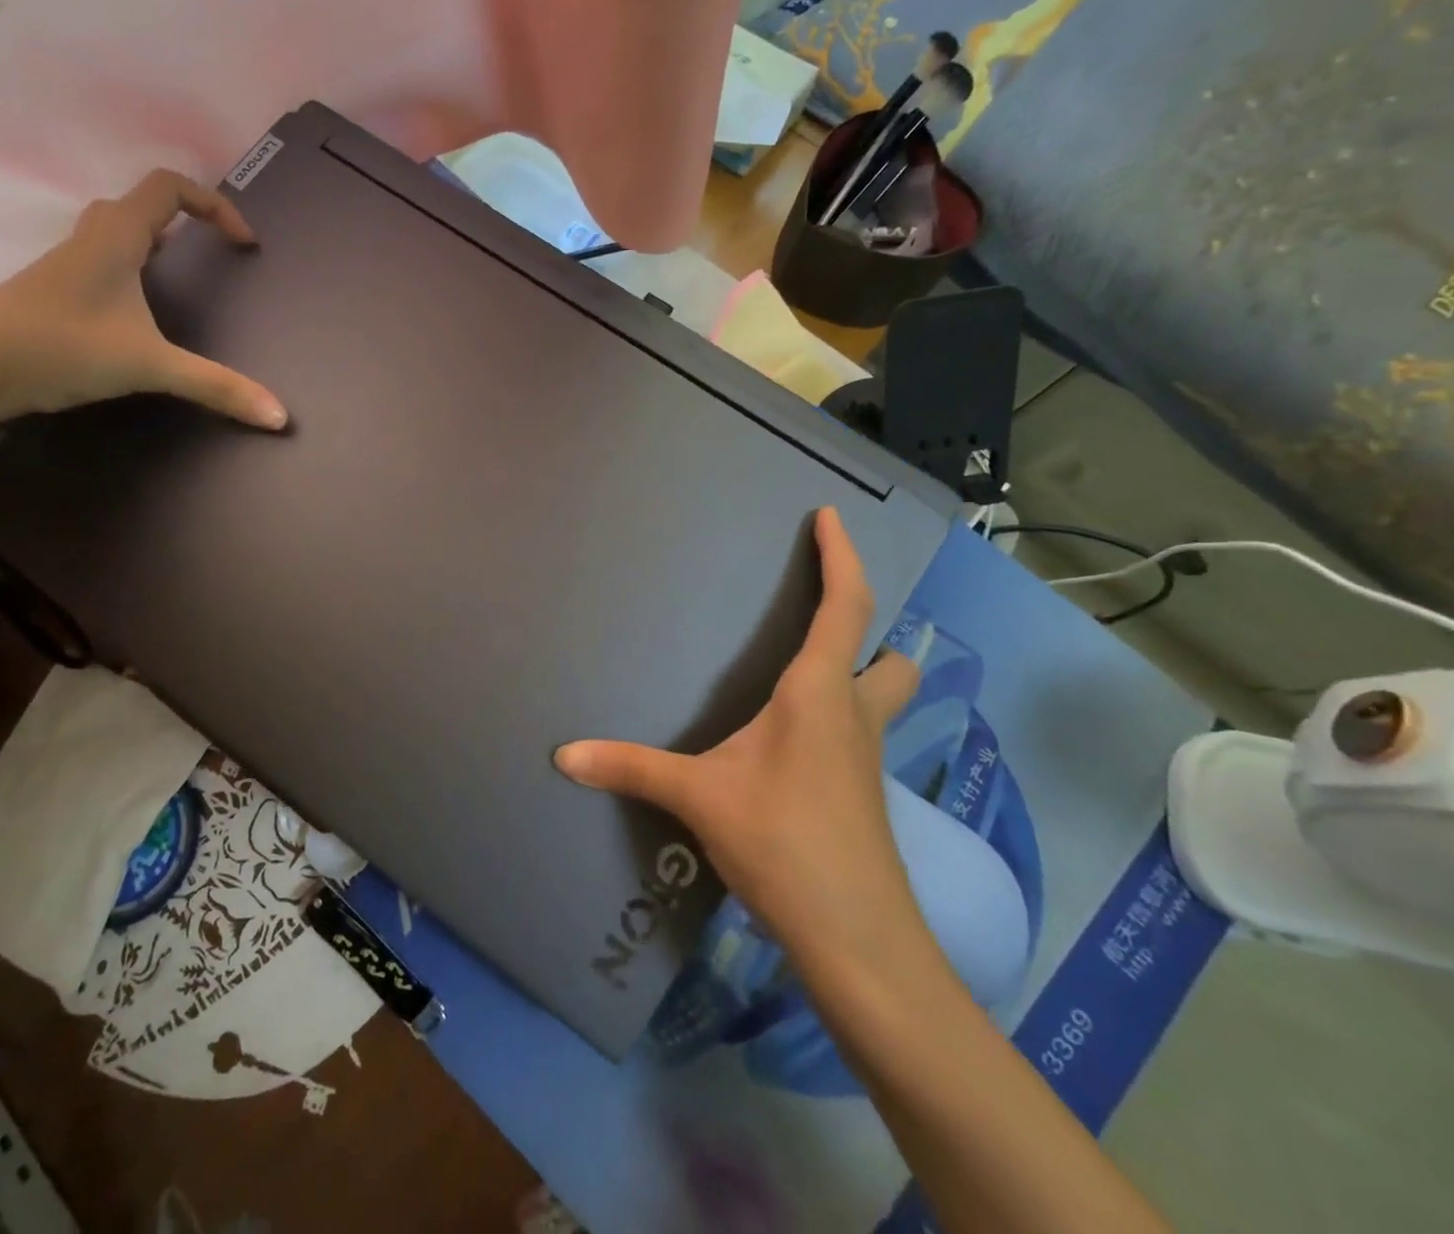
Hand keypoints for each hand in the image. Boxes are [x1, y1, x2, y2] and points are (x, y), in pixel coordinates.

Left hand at [0, 169, 287, 429]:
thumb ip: (216, 387)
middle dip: (187, 221)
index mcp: (118, 236)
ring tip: (187, 278)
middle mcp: (93, 238)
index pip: (171, 187)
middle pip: (144, 204)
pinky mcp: (58, 292)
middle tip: (216, 256)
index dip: (215, 205)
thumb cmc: (60, 346)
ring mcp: (70, 264)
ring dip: (157, 243)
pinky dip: (134, 271)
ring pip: (120, 232)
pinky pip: (105, 262)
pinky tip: (143, 313)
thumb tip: (279, 416)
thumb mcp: (149, 365)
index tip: (243, 245)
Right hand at [556, 508, 921, 953]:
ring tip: (814, 673)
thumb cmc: (784, 842)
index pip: (845, 607)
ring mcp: (866, 759)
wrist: (857, 937)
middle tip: (828, 619)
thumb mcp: (699, 797)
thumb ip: (631, 768)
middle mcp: (853, 716)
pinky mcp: (863, 795)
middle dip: (871, 633)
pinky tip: (800, 744)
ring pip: (884, 699)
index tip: (828, 516)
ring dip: (863, 676)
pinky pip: (860, 736)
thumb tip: (563, 756)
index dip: (841, 556)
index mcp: (819, 694)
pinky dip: (841, 719)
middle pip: (889, 658)